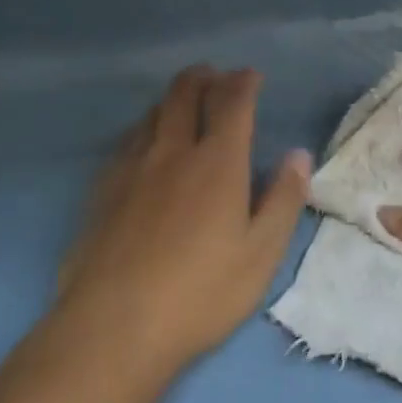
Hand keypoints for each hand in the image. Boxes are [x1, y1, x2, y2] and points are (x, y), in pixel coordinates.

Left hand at [53, 66, 310, 386]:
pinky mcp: (103, 187)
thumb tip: (299, 155)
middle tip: (216, 77)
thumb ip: (283, 200)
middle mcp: (173, 151)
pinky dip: (146, 126)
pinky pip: (128, 138)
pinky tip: (146, 143)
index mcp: (217, 162)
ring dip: (174, 97)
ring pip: (153, 111)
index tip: (251, 75)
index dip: (243, 82)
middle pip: (185, 92)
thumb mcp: (260, 256)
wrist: (113, 327)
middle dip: (204, 77)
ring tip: (185, 103)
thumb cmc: (199, 294)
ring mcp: (132, 166)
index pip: (231, 102)